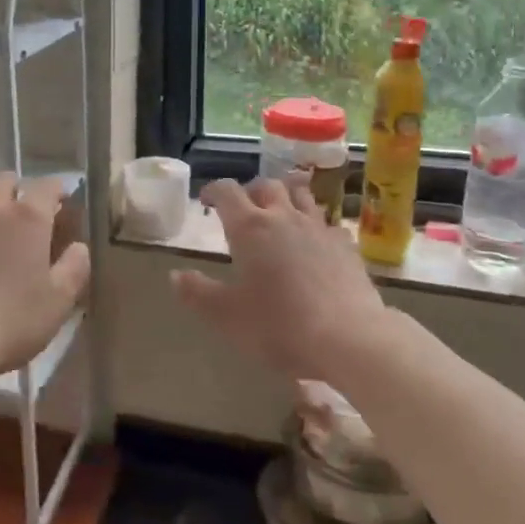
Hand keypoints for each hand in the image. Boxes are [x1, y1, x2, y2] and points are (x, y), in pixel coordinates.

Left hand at [0, 172, 90, 377]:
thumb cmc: (11, 321)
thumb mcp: (58, 302)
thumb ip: (74, 268)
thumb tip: (79, 247)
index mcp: (28, 219)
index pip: (46, 186)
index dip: (57, 189)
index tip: (62, 200)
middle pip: (3, 180)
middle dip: (17, 187)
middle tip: (24, 207)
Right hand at [172, 177, 387, 383]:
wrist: (348, 338)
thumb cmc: (279, 326)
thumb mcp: (227, 316)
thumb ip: (198, 293)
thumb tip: (176, 275)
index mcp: (249, 228)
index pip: (227, 191)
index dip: (214, 190)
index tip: (207, 201)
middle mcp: (284, 217)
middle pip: (266, 185)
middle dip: (251, 191)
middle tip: (243, 208)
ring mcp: (319, 227)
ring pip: (301, 195)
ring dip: (286, 197)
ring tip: (279, 213)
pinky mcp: (346, 244)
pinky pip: (327, 222)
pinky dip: (316, 224)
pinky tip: (315, 242)